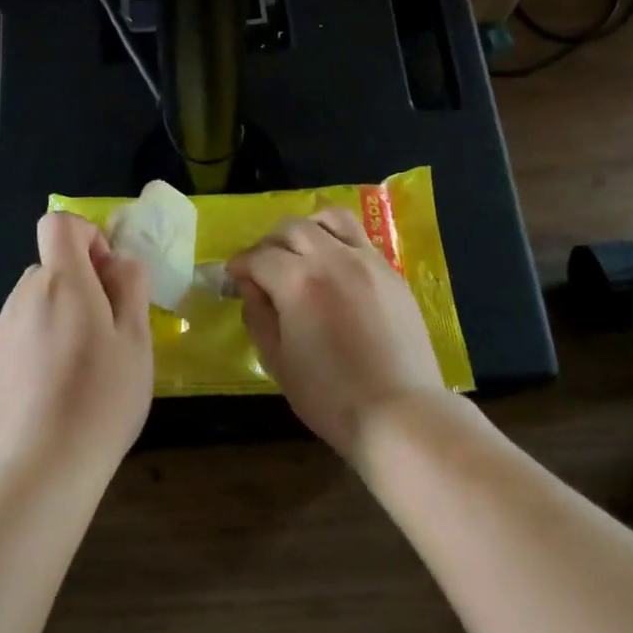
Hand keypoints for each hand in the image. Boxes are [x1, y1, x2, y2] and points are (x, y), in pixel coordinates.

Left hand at [0, 212, 152, 474]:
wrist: (43, 466)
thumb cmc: (102, 397)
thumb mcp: (137, 339)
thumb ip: (130, 286)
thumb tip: (118, 261)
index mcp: (62, 282)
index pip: (58, 224)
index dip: (86, 236)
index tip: (107, 275)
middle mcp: (24, 295)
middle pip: (52, 267)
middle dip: (81, 284)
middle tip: (107, 331)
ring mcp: (1, 329)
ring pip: (36, 300)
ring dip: (59, 313)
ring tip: (81, 365)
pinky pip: (20, 331)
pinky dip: (39, 341)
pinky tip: (53, 386)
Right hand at [227, 207, 447, 461]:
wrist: (399, 413)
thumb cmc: (329, 395)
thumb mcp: (277, 361)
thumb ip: (258, 316)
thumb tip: (251, 288)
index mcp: (298, 281)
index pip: (259, 257)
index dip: (240, 265)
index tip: (233, 277)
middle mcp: (333, 258)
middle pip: (292, 228)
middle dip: (269, 242)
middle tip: (262, 267)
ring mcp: (368, 261)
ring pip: (331, 219)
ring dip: (307, 228)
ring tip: (300, 252)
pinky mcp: (391, 273)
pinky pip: (359, 239)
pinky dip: (337, 242)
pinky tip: (334, 270)